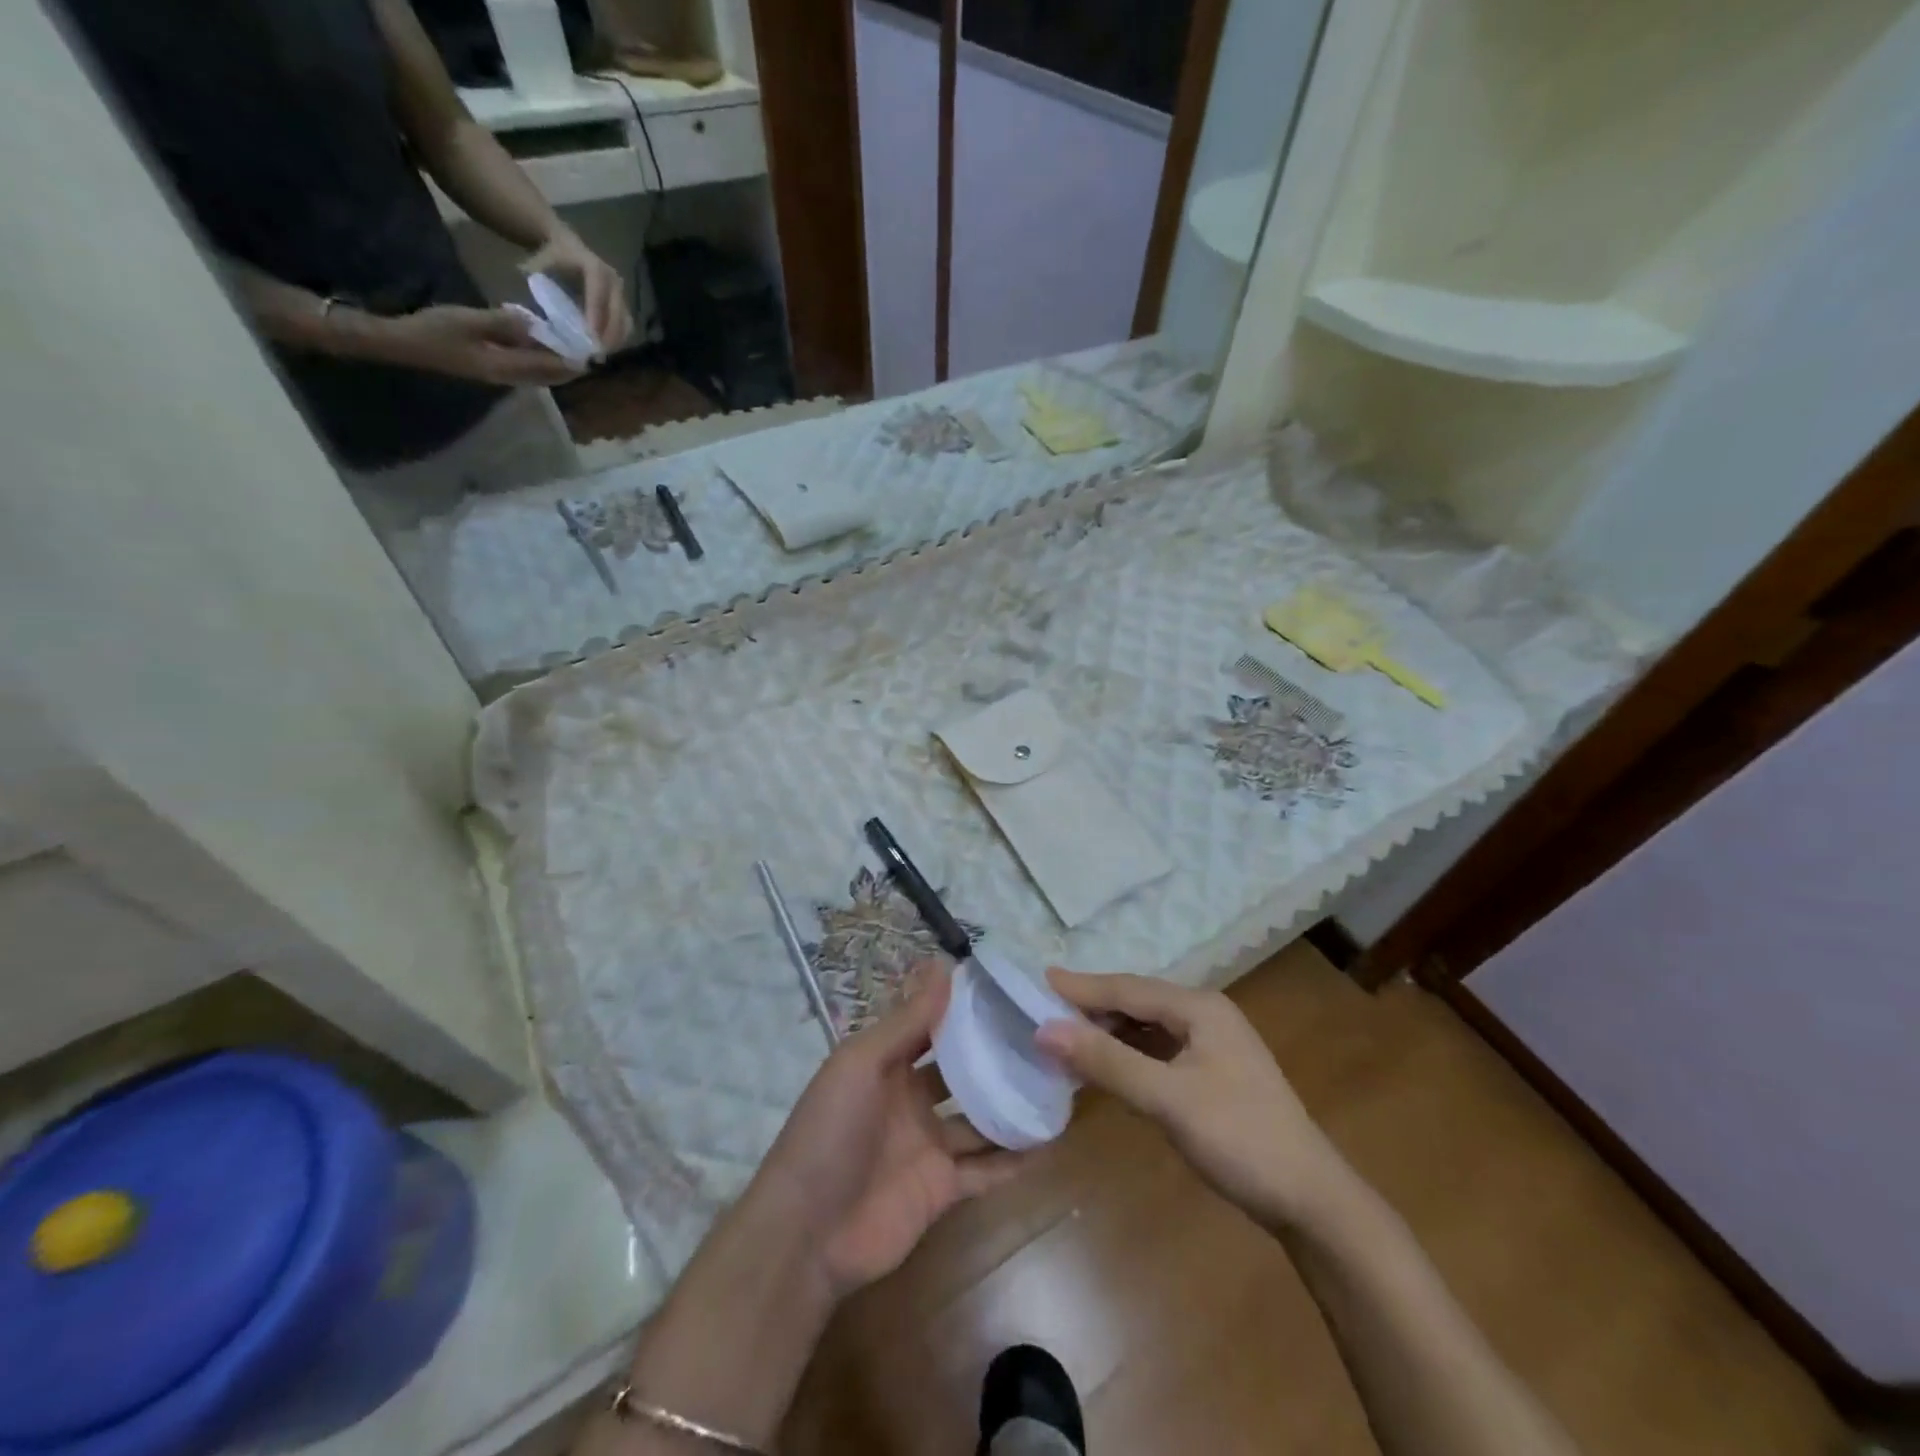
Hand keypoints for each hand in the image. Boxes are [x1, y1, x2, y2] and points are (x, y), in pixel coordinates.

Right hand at [376, 304, 585, 385]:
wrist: (406, 345)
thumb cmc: (435, 330)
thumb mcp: (469, 320)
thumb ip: (503, 323)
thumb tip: (535, 324)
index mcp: (506, 367)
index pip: (548, 366)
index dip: (571, 360)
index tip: (591, 351)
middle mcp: (510, 378)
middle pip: (550, 376)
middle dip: (570, 366)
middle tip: (590, 351)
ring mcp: (502, 376)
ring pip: (540, 375)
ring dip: (558, 366)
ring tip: (576, 350)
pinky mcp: (495, 371)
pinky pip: (527, 370)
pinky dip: (542, 362)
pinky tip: (547, 348)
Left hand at [521, 228, 633, 352]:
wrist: (566, 247)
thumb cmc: (550, 259)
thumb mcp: (539, 267)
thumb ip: (540, 291)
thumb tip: (537, 320)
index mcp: (592, 266)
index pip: (598, 294)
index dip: (596, 316)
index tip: (590, 338)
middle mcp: (612, 279)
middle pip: (617, 312)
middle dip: (608, 336)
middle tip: (595, 356)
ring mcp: (621, 292)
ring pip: (625, 322)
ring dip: (615, 341)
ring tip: (599, 356)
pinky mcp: (624, 304)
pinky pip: (626, 326)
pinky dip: (617, 340)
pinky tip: (604, 350)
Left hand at [751, 963, 1033, 1297]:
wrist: (806, 1234)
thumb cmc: (830, 1132)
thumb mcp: (861, 1064)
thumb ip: (907, 1020)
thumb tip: (943, 964)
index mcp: (887, 1064)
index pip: (933, 1026)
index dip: (965, 1008)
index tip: (1009, 988)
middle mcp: (911, 1099)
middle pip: (962, 1071)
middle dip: (996, 1055)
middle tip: (1047, 1035)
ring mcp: (929, 1145)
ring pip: (980, 1119)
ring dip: (1012, 1104)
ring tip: (1059, 1082)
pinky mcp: (943, 1188)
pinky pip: (986, 1169)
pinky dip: (1015, 1158)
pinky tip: (1050, 1139)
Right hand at [1036, 969, 1350, 1231]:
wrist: (1310, 1201)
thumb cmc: (1240, 1139)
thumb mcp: (1168, 1099)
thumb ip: (1107, 1061)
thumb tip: (1045, 1029)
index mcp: (1199, 1007)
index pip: (1126, 988)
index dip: (1080, 987)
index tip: (1036, 981)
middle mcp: (1204, 1015)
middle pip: (1135, 1002)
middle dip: (1090, 1008)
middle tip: (1042, 1012)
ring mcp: (1210, 1044)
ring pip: (1145, 1026)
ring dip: (1106, 1032)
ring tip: (1064, 1038)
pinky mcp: (1210, 1073)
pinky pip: (1156, 1050)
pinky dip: (1126, 1054)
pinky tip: (1104, 1067)